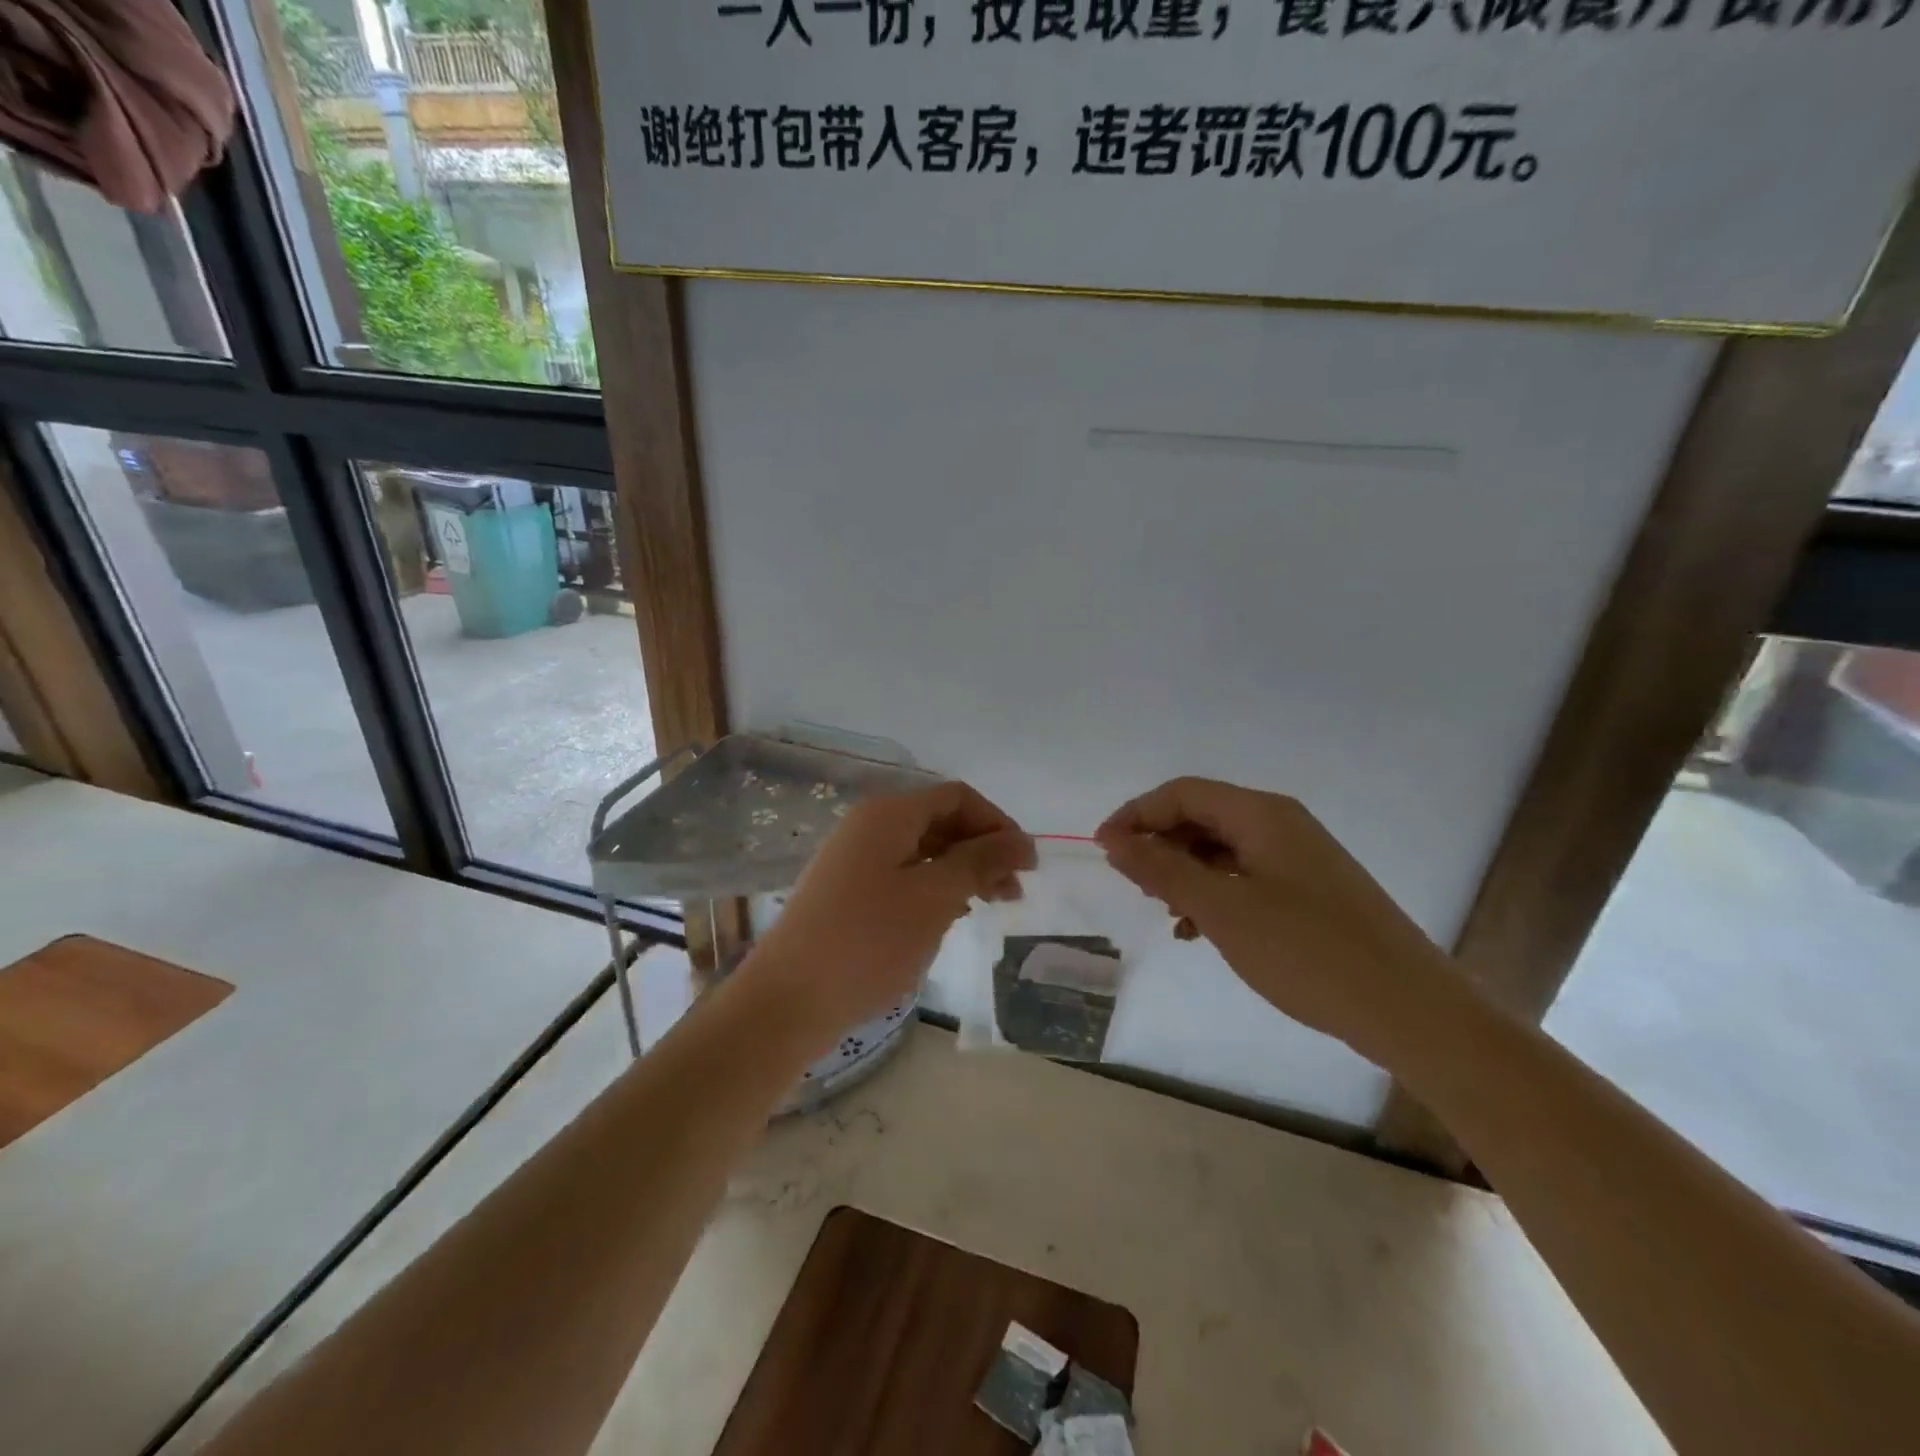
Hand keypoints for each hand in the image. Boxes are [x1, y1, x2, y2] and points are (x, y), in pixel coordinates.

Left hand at [742, 782, 1033, 1055]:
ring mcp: (853, 860)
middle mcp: (868, 826)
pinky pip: (902, 875)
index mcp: (888, 814)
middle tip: (1013, 893)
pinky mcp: (846, 892)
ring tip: (988, 906)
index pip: (956, 797)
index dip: (997, 824)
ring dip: (961, 871)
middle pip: (940, 821)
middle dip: (982, 850)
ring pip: (923, 851)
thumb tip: (1022, 841)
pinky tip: (949, 915)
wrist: (787, 1000)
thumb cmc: (868, 941)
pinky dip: (934, 888)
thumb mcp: (935, 897)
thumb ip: (981, 862)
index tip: (1026, 865)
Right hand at [1096, 777, 1451, 1064]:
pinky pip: (1245, 876)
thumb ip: (1162, 869)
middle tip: (1138, 888)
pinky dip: (1214, 895)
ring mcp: (1299, 858)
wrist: (1410, 1010)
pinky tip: (1201, 931)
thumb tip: (1113, 839)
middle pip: (1201, 817)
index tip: (1104, 852)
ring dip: (1185, 874)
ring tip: (1169, 914)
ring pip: (1221, 849)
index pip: (1182, 793)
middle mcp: (1281, 824)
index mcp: (1262, 814)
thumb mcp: (1222, 909)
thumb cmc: (1308, 952)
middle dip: (1161, 846)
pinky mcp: (1309, 890)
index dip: (1136, 815)